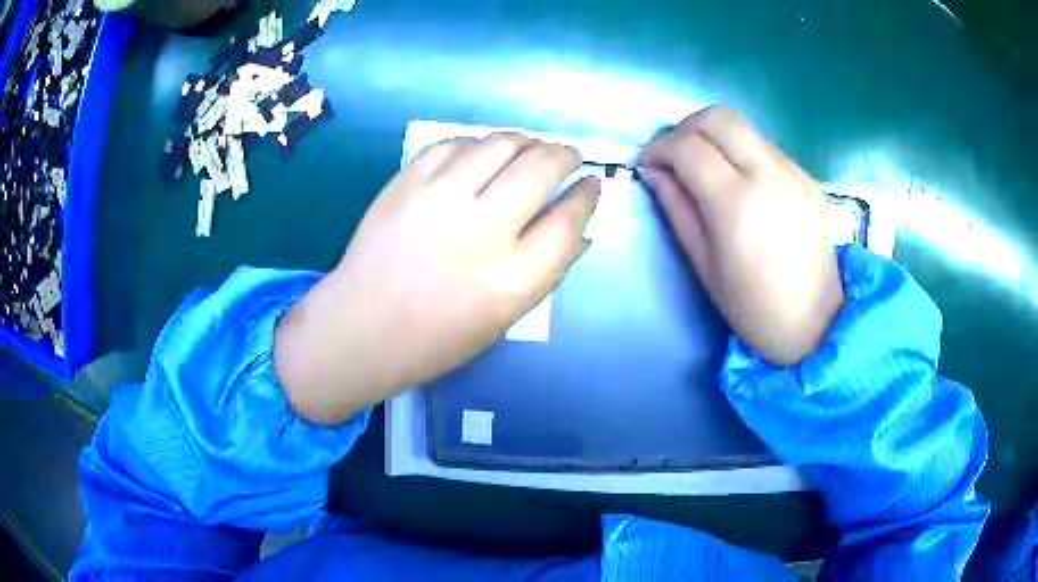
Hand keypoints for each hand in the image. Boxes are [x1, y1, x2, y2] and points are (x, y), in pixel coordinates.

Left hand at [275, 134, 599, 423]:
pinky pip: (456, 143)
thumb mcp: (505, 318)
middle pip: (541, 166)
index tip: (591, 185)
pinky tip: (482, 155)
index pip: (568, 219)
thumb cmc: (437, 337)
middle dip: (565, 155)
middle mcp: (482, 229)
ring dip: (526, 141)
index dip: (587, 195)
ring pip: (501, 143)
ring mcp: (439, 198)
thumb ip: (546, 270)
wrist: (362, 326)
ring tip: (529, 149)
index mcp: (512, 278)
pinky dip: (479, 144)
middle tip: (567, 158)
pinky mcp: (407, 182)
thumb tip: (579, 229)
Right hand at [639, 106, 842, 365]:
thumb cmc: (753, 307)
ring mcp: (793, 172)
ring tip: (705, 168)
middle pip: (717, 118)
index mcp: (737, 204)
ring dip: (714, 137)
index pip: (688, 147)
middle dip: (685, 129)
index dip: (659, 148)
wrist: (816, 322)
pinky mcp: (807, 177)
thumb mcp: (704, 265)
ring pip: (743, 127)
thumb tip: (654, 172)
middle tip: (675, 157)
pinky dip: (741, 151)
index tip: (648, 165)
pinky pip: (765, 146)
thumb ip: (677, 209)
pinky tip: (739, 181)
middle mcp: (768, 175)